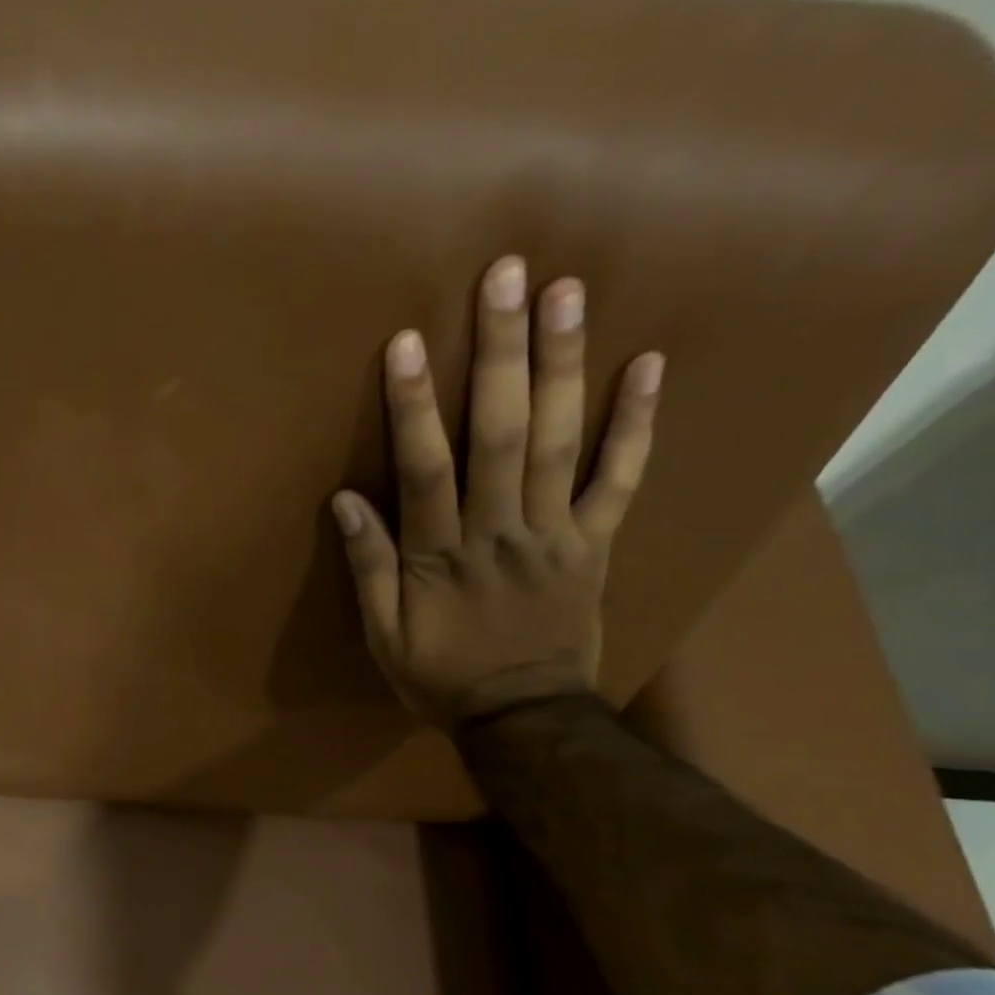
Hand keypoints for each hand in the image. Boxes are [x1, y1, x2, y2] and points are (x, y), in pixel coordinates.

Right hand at [332, 256, 663, 727]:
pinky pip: (622, 480)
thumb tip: (344, 501)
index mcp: (440, 557)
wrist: (523, 718)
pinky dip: (639, 423)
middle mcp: (499, 532)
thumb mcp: (384, 636)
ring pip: (562, 442)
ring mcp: (556, 534)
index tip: (409, 343)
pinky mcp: (596, 544)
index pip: (425, 471)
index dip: (415, 407)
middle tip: (507, 276)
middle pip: (501, 436)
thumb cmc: (442, 677)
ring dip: (565, 366)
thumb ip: (369, 567)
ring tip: (568, 292)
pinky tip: (650, 364)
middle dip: (501, 356)